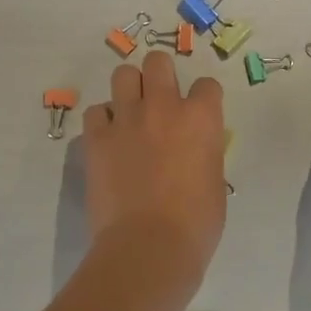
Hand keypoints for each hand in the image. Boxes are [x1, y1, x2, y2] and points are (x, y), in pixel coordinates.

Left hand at [82, 51, 226, 275]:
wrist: (148, 247)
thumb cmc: (196, 224)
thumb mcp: (214, 182)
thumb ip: (205, 154)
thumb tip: (195, 150)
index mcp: (201, 118)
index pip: (207, 85)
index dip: (204, 99)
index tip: (200, 114)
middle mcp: (163, 107)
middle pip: (158, 62)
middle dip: (161, 75)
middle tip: (161, 100)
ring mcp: (126, 120)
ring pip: (123, 75)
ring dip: (129, 89)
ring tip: (131, 112)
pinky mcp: (96, 139)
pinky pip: (96, 112)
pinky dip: (103, 121)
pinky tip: (109, 138)